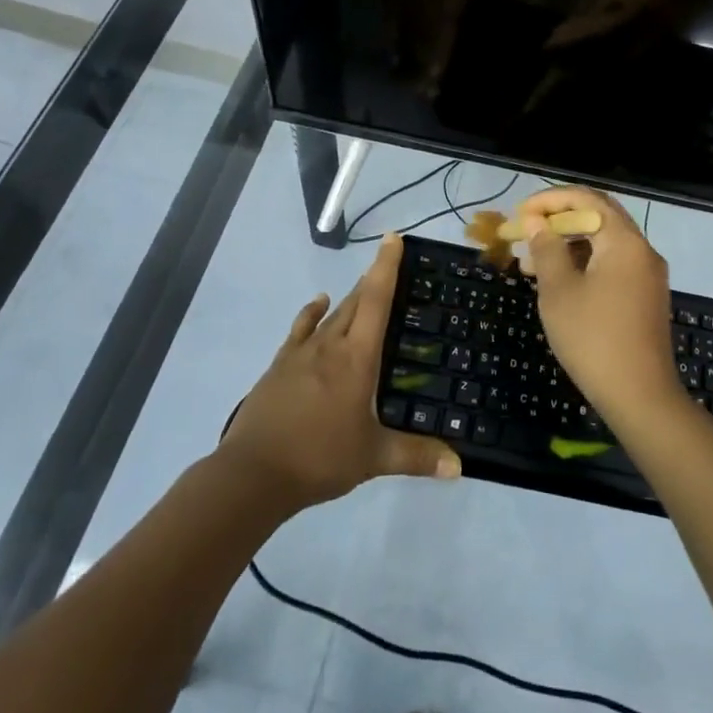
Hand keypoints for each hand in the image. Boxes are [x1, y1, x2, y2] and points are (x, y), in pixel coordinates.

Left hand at [221, 234, 460, 511]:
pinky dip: (312, 313)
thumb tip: (459, 468)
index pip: (377, 300)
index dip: (386, 267)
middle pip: (356, 300)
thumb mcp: (373, 458)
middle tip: (390, 262)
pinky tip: (317, 305)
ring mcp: (301, 352)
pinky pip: (301, 328)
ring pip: (331, 313)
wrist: (253, 474)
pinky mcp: (280, 365)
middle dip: (373, 278)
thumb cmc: (319, 458)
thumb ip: (416, 456)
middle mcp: (331, 344)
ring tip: (364, 285)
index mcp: (357, 358)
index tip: (392, 238)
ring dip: (349, 297)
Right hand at [519, 188, 680, 423]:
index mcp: (624, 241)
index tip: (520, 213)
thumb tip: (536, 222)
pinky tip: (559, 282)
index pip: (586, 199)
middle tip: (525, 232)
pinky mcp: (646, 297)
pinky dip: (585, 263)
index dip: (550, 200)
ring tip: (531, 262)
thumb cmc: (593, 338)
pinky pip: (613, 264)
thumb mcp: (559, 291)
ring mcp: (647, 274)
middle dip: (558, 221)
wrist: (641, 397)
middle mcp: (642, 249)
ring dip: (569, 244)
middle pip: (598, 217)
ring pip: (604, 243)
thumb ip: (546, 249)